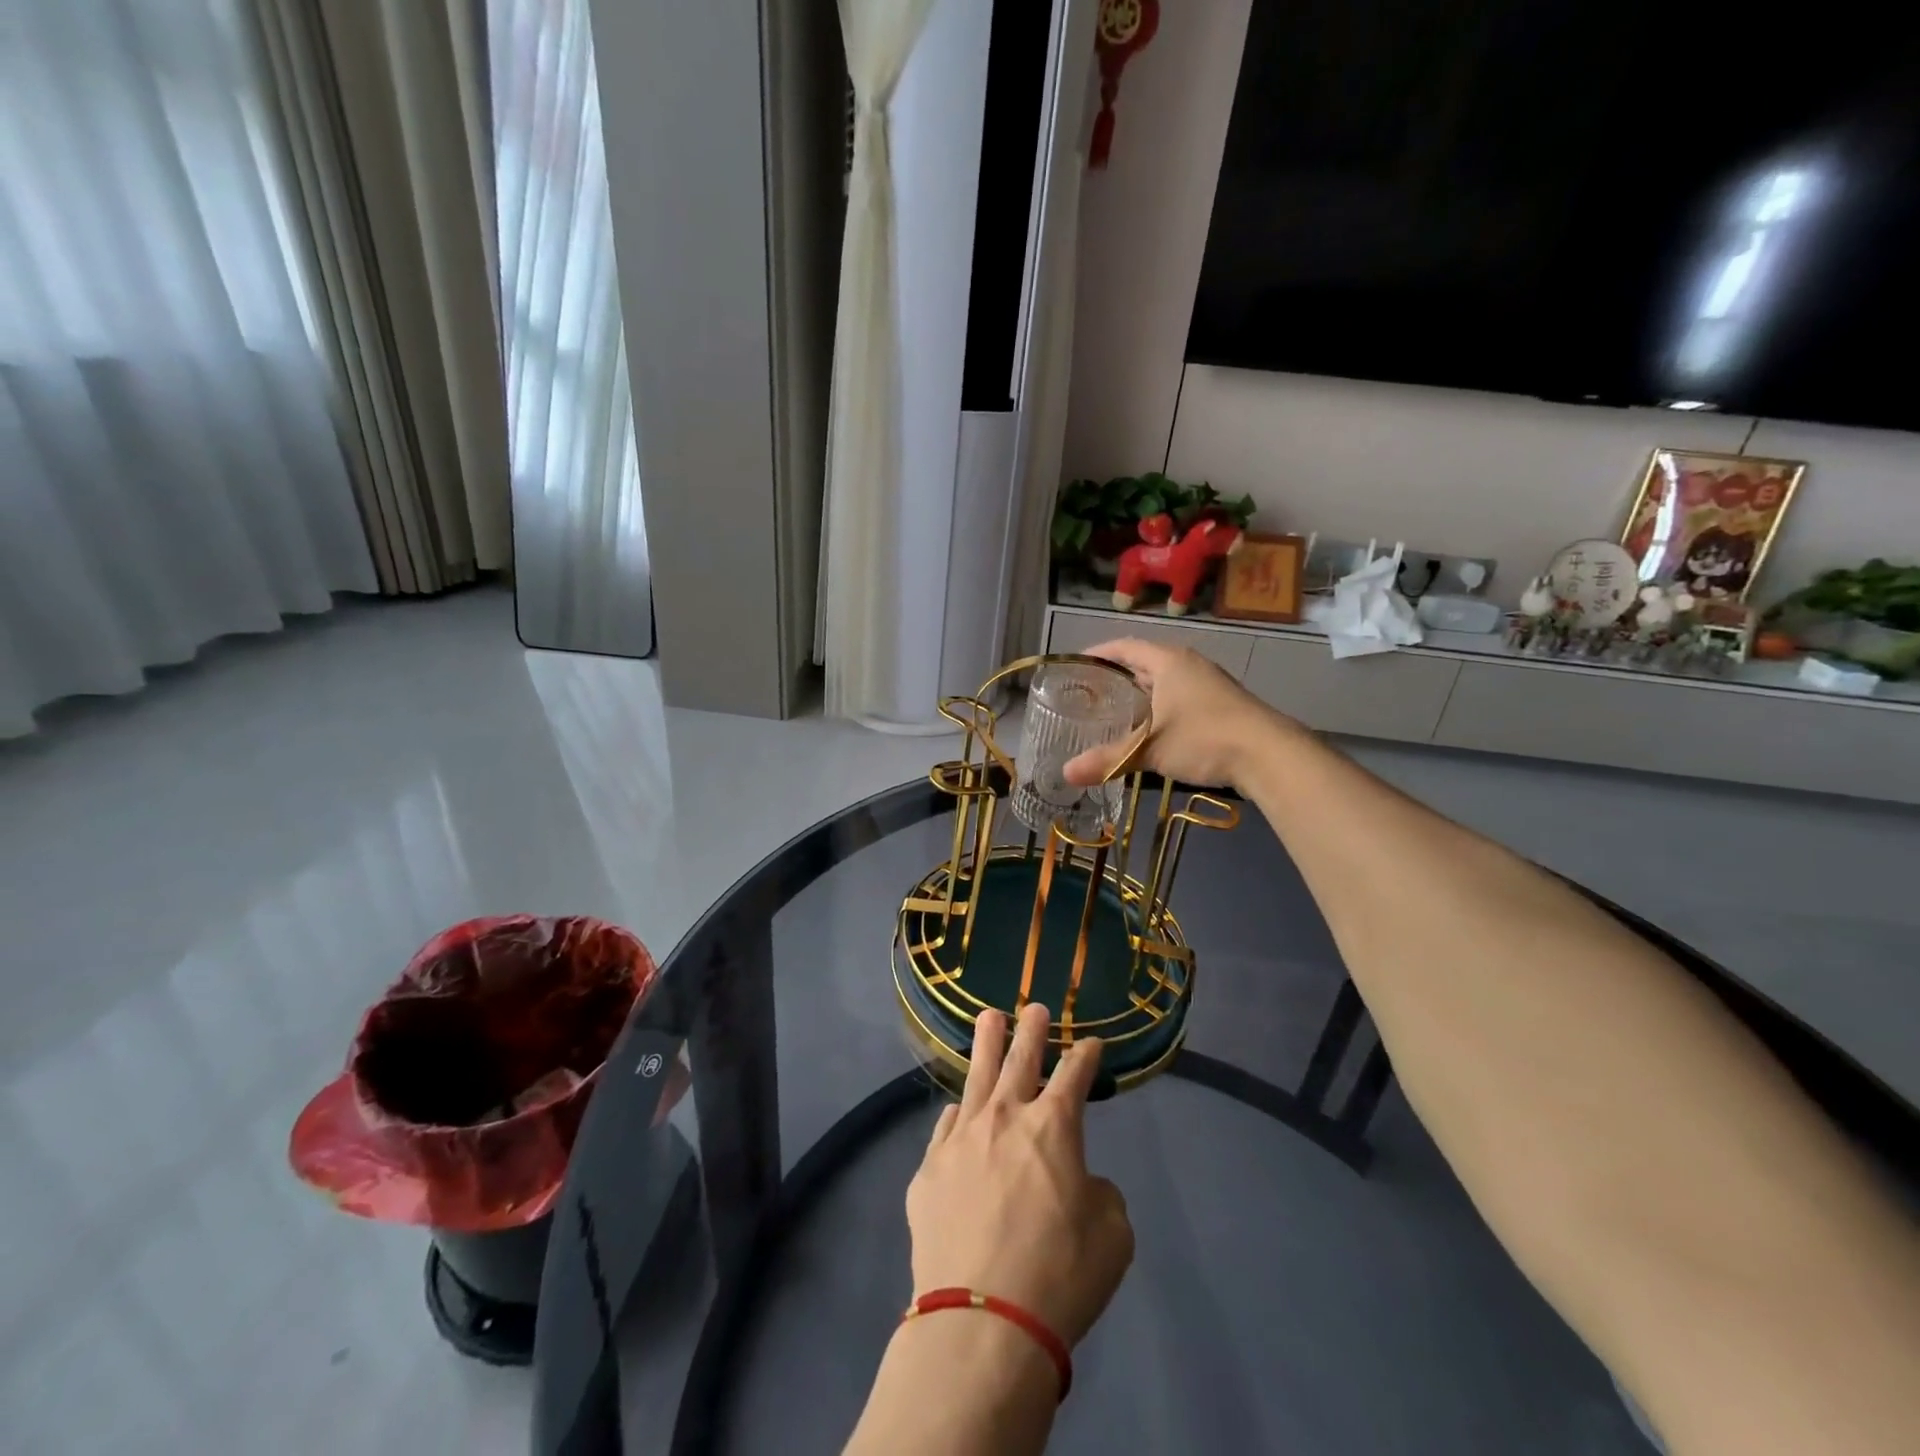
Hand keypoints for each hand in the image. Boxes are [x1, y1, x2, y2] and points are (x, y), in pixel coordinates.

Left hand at [906, 1005, 1133, 1347]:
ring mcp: (961, 1138)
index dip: (1086, 1056)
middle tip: (1036, 1008)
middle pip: (1019, 1058)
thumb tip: (1082, 1182)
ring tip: (989, 1018)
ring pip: (975, 1076)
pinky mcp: (929, 1168)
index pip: (1075, 1074)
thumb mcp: (1113, 1237)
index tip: (1092, 1044)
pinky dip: (958, 1114)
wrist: (981, 1322)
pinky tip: (958, 1110)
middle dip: (1032, 1030)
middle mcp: (1004, 1117)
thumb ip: (1102, 1194)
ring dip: (986, 1044)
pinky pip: (946, 1126)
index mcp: (1053, 1126)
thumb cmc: (1059, 1276)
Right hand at [1062, 638, 1293, 791]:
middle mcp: (1188, 665)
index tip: (1077, 664)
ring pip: (1164, 682)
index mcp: (1168, 661)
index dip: (1100, 652)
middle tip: (1089, 692)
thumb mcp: (1150, 749)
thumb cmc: (1204, 737)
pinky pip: (1179, 698)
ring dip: (1140, 694)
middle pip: (1144, 663)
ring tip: (1113, 711)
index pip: (1125, 646)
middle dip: (1117, 676)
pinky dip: (1158, 708)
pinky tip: (1150, 730)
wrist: (1269, 755)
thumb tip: (1066, 773)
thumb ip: (1108, 760)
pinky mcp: (1220, 705)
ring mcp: (1208, 684)